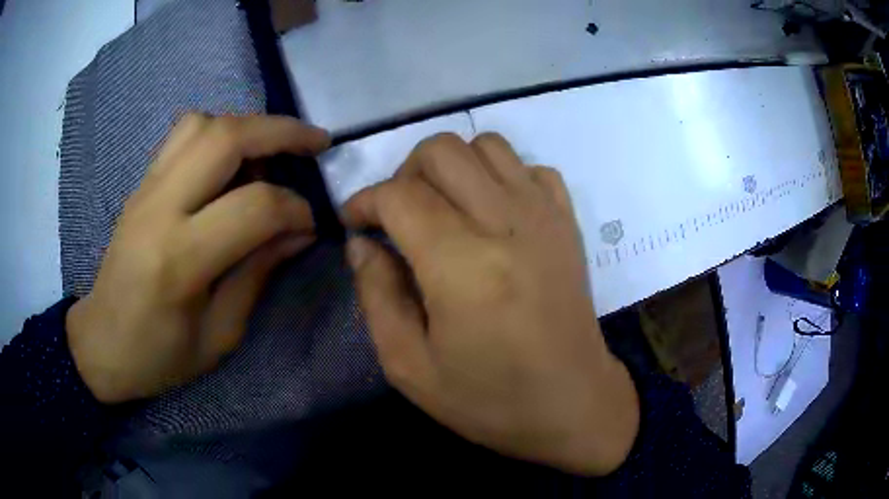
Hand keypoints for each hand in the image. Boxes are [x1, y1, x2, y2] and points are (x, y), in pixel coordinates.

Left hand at [66, 114, 329, 403]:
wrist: (102, 342)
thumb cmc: (159, 355)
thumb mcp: (219, 335)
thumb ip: (258, 274)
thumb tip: (299, 232)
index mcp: (180, 259)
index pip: (254, 206)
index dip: (295, 208)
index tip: (310, 223)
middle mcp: (160, 208)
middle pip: (225, 138)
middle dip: (281, 132)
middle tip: (315, 143)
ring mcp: (146, 189)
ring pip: (202, 124)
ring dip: (246, 127)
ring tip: (269, 152)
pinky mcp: (141, 184)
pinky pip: (183, 135)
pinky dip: (218, 133)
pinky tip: (230, 161)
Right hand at [344, 133, 638, 475]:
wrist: (574, 404)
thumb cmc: (490, 399)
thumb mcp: (409, 367)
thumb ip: (376, 296)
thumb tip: (362, 244)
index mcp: (462, 266)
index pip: (399, 194)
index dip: (364, 201)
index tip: (354, 223)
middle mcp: (506, 224)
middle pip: (441, 150)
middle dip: (404, 173)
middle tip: (398, 215)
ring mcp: (544, 215)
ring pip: (486, 144)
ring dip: (452, 167)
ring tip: (443, 209)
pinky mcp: (568, 221)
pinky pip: (529, 167)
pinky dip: (500, 175)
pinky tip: (492, 213)